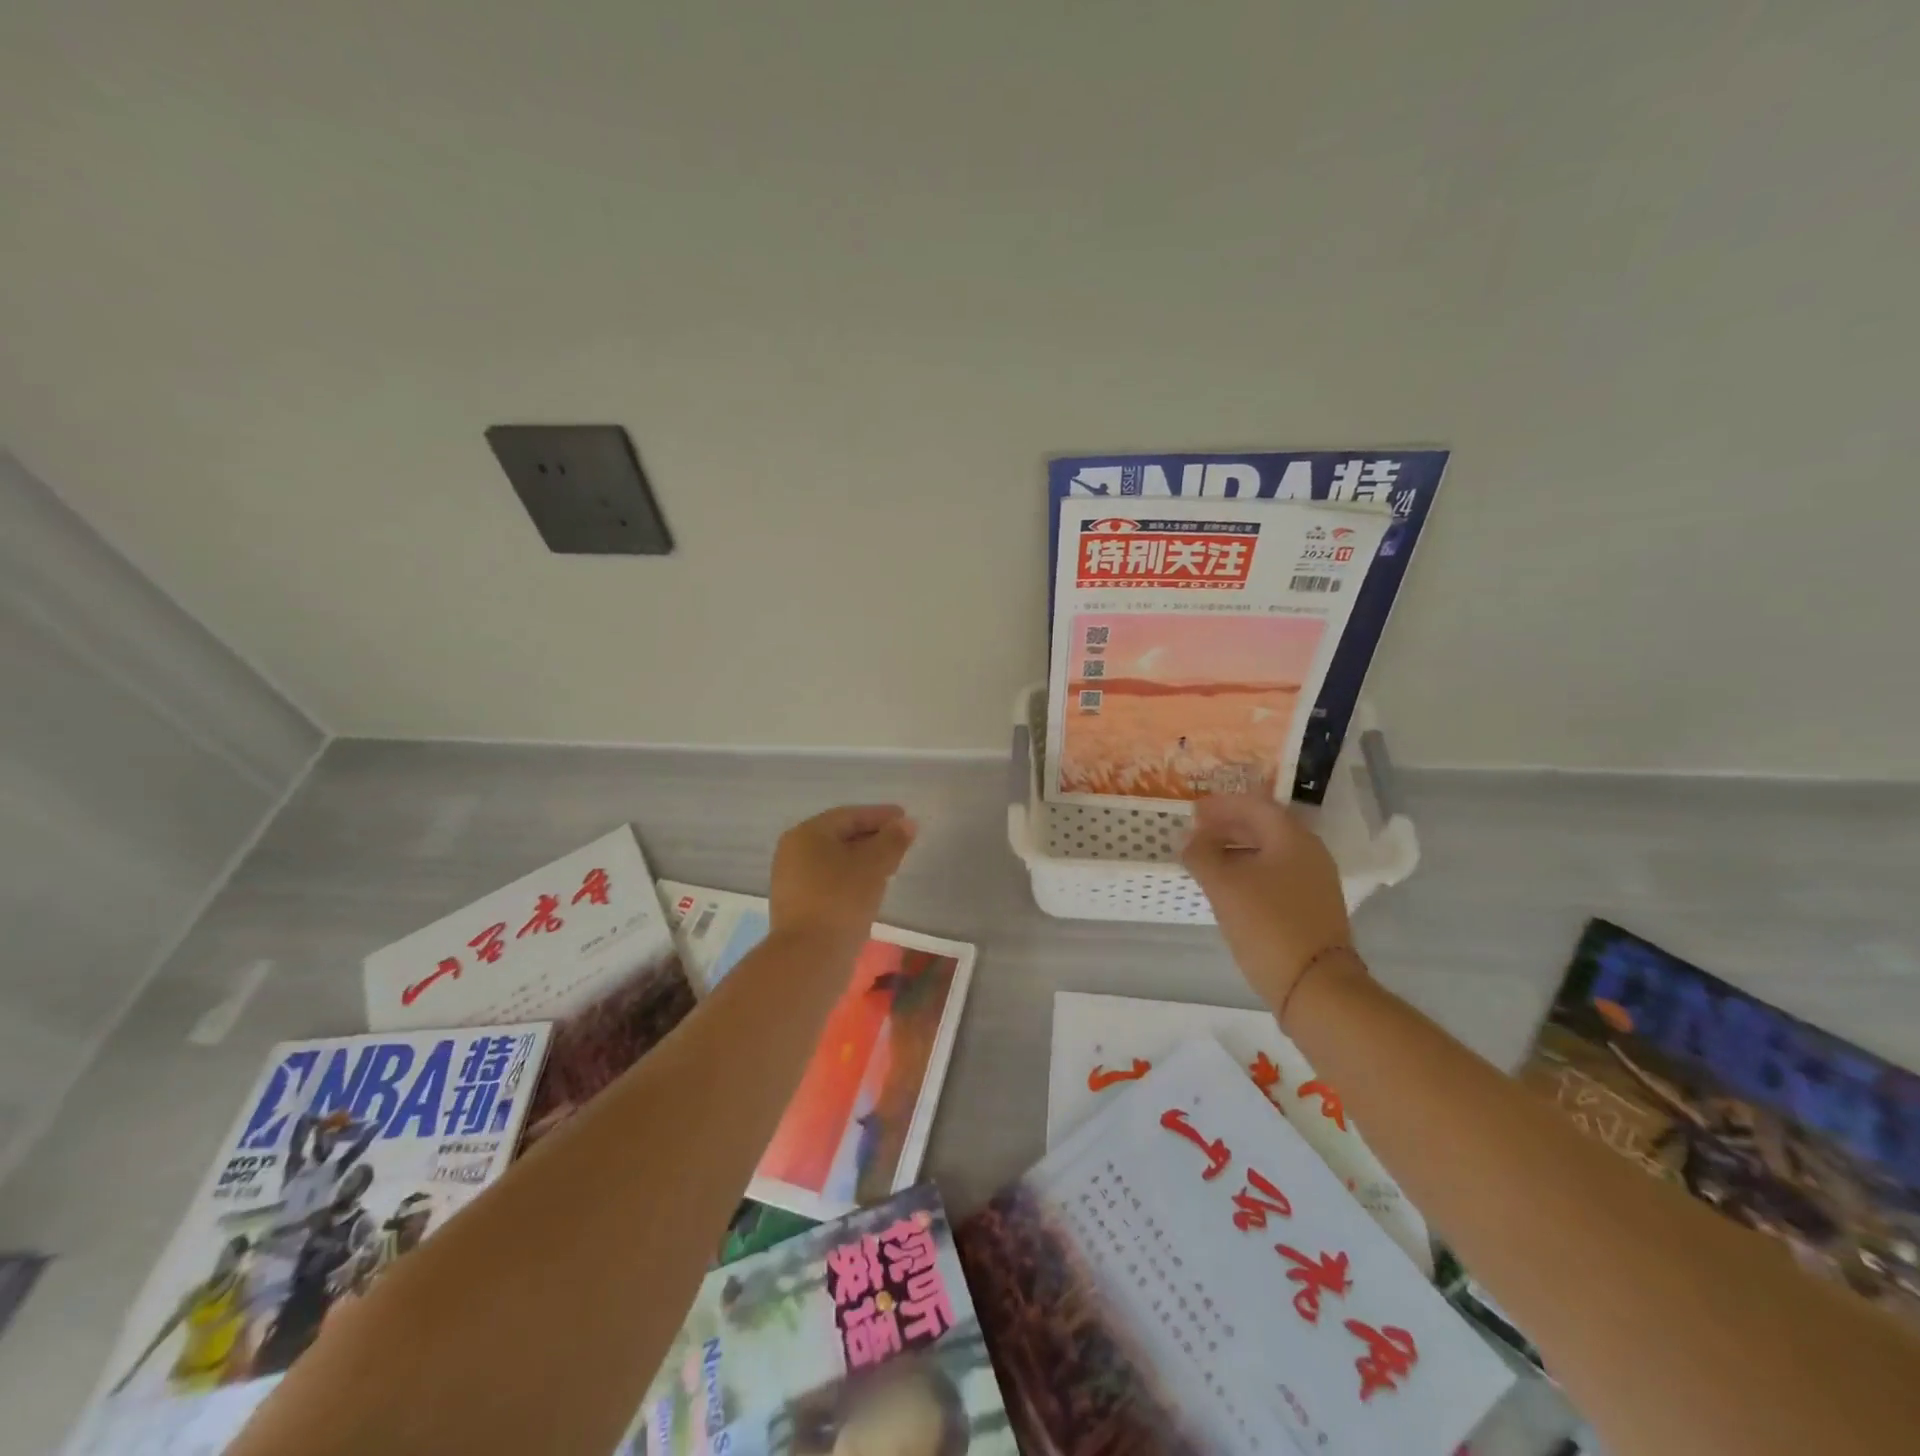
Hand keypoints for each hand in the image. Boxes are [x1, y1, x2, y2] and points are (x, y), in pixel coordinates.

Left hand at [769, 804, 917, 948]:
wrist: (809, 957)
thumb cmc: (842, 900)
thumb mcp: (874, 865)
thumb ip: (892, 840)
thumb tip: (906, 823)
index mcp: (807, 834)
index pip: (849, 816)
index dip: (880, 815)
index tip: (905, 818)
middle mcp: (793, 851)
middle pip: (840, 836)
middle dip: (872, 837)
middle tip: (901, 842)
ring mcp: (792, 880)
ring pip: (834, 860)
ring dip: (863, 859)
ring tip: (891, 865)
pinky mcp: (797, 905)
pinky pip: (829, 881)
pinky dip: (851, 878)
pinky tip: (870, 888)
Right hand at [1181, 795, 1361, 1011]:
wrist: (1316, 986)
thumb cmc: (1267, 925)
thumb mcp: (1223, 885)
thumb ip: (1201, 855)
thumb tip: (1190, 840)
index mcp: (1292, 838)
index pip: (1254, 805)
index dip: (1221, 805)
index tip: (1193, 812)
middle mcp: (1309, 853)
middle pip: (1264, 827)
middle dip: (1227, 827)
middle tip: (1195, 834)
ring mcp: (1314, 882)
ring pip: (1269, 853)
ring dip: (1236, 851)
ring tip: (1206, 861)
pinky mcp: (1312, 908)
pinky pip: (1275, 875)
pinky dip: (1249, 871)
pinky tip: (1228, 888)